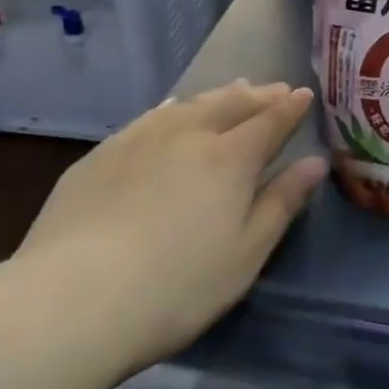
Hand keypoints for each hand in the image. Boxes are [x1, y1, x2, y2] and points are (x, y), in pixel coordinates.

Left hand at [13, 80, 326, 369]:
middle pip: (231, 104)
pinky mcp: (102, 154)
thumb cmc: (178, 285)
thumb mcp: (246, 253)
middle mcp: (189, 134)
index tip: (304, 95)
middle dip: (258, 95)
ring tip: (233, 89)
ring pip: (190, 105)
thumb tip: (315, 163)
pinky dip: (173, 108)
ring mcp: (140, 139)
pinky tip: (170, 110)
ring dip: (218, 95)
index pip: (270, 121)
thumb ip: (282, 202)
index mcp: (231, 158)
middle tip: (274, 89)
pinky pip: (149, 117)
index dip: (290, 108)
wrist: (73, 300)